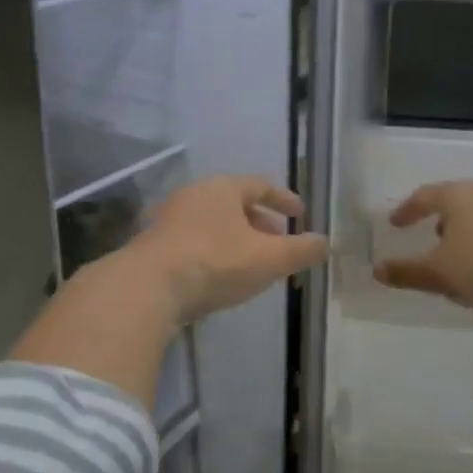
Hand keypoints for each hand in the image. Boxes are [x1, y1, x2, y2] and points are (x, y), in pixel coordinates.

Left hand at [125, 175, 328, 326]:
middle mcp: (195, 195)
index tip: (300, 214)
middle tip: (279, 242)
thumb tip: (325, 243)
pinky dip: (215, 252)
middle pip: (235, 203)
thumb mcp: (268, 259)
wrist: (146, 288)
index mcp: (223, 188)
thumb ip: (300, 251)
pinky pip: (194, 241)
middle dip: (260, 222)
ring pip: (214, 223)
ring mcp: (170, 219)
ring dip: (237, 239)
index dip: (284, 199)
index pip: (261, 185)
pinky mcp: (154, 245)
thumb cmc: (214, 262)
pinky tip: (221, 277)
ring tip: (253, 263)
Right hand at [374, 181, 472, 314]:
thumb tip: (377, 270)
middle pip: (457, 201)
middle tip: (432, 238)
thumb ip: (408, 273)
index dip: (408, 210)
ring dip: (469, 232)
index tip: (396, 224)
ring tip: (465, 258)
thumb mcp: (441, 274)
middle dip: (442, 220)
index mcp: (458, 196)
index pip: (425, 196)